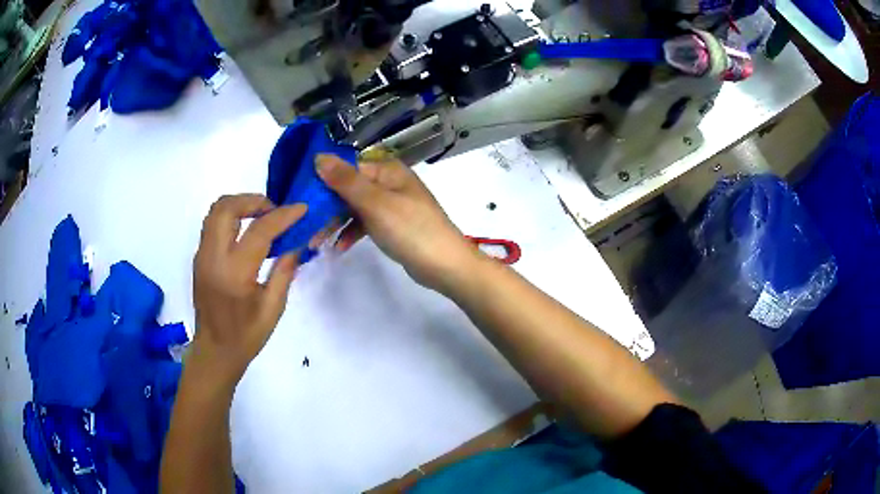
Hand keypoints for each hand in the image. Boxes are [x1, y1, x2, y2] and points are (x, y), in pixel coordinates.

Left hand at [191, 194, 306, 383]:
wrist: (214, 351)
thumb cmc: (246, 336)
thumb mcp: (273, 309)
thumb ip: (284, 272)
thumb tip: (295, 243)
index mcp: (235, 274)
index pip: (259, 230)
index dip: (283, 215)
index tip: (301, 209)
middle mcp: (213, 258)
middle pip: (227, 207)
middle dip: (254, 200)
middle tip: (274, 211)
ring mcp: (202, 256)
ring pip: (215, 211)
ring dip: (240, 205)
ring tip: (261, 217)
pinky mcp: (199, 258)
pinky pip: (212, 224)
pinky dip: (231, 217)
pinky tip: (246, 232)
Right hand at [317, 155, 480, 293]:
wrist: (445, 266)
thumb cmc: (410, 230)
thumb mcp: (375, 203)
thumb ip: (346, 181)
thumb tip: (318, 157)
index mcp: (387, 171)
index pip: (347, 168)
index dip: (323, 180)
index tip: (300, 197)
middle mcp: (389, 183)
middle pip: (349, 188)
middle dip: (327, 206)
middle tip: (305, 224)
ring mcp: (391, 205)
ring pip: (355, 208)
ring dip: (336, 222)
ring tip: (315, 241)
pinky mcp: (393, 225)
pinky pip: (365, 223)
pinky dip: (352, 232)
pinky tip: (338, 247)